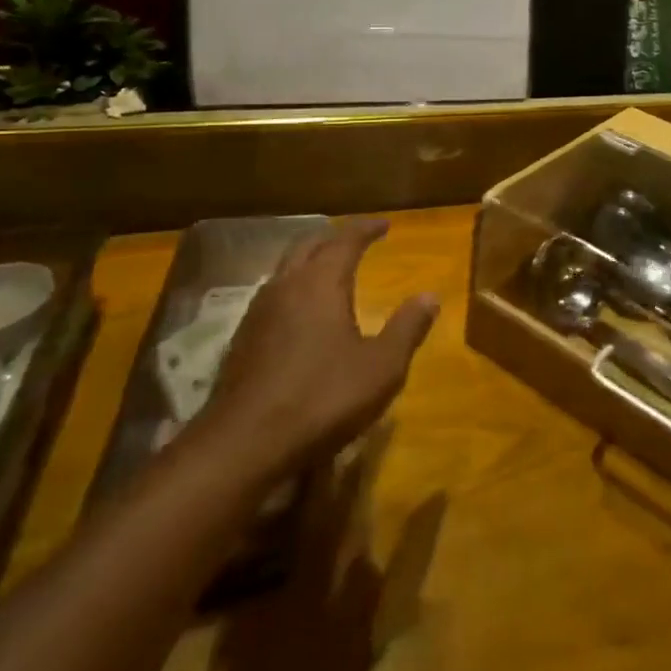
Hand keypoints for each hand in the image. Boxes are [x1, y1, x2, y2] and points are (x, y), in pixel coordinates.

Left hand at [198, 218, 437, 481]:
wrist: (243, 446)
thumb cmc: (322, 398)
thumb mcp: (382, 366)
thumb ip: (407, 328)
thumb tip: (430, 296)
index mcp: (321, 283)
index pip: (345, 239)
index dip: (366, 229)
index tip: (385, 224)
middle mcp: (286, 287)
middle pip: (308, 245)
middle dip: (333, 237)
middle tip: (355, 239)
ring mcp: (257, 314)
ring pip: (284, 270)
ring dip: (309, 261)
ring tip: (328, 269)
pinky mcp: (241, 342)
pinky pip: (271, 297)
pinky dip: (292, 289)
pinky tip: (299, 313)